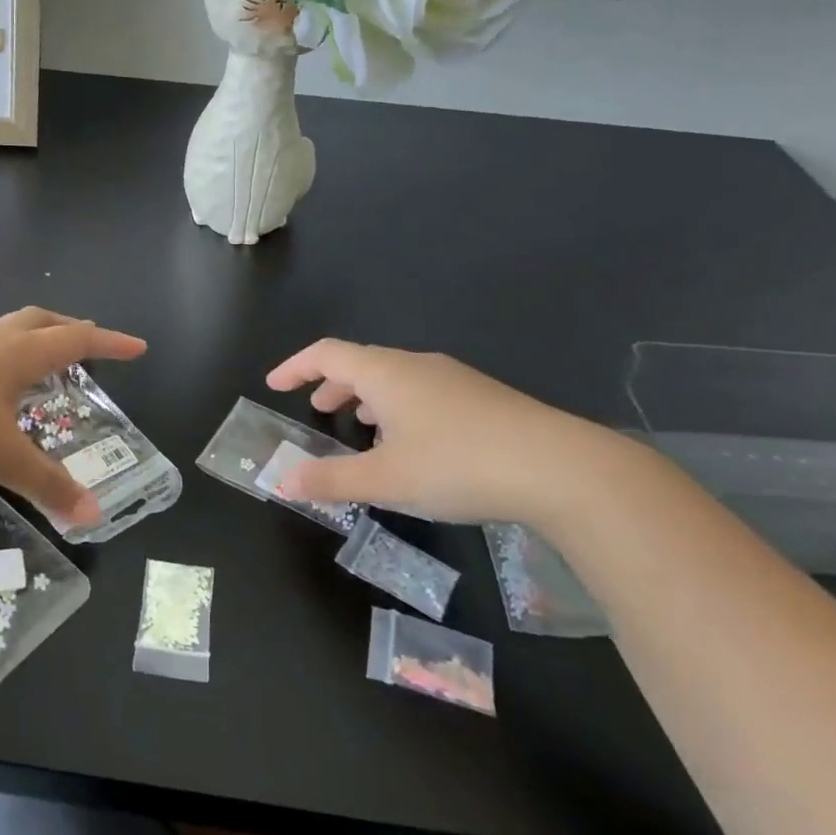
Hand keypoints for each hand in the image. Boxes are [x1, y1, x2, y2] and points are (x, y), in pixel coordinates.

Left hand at [0, 307, 146, 524]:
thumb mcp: (0, 455)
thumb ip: (46, 484)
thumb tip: (93, 515)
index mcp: (18, 354)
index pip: (77, 341)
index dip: (110, 344)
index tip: (137, 346)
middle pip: (40, 321)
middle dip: (69, 329)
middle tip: (87, 343)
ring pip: (3, 332)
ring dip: (28, 340)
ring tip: (35, 365)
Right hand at [264, 339, 628, 528]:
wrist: (560, 468)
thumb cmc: (458, 465)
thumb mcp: (386, 479)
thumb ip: (331, 480)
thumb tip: (284, 481)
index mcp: (386, 373)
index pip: (327, 354)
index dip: (296, 367)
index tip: (275, 385)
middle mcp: (417, 365)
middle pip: (362, 363)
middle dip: (332, 385)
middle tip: (317, 411)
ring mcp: (454, 379)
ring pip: (395, 379)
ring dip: (367, 398)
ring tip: (361, 431)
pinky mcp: (482, 398)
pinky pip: (422, 393)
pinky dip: (398, 409)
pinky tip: (412, 446)